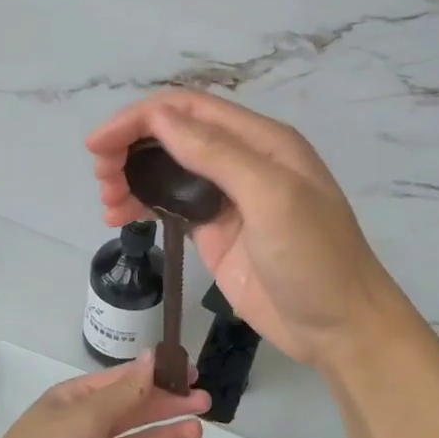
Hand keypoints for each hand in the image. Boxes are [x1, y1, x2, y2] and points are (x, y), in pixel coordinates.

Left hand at [0, 352, 208, 437]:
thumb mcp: (87, 413)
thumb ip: (127, 392)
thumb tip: (153, 358)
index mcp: (81, 399)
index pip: (127, 380)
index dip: (158, 375)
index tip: (189, 371)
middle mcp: (94, 426)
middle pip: (140, 410)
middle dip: (171, 404)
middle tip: (203, 401)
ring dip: (171, 434)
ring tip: (197, 430)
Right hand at [87, 91, 406, 371]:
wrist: (340, 328)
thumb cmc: (314, 258)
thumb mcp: (271, 197)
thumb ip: (216, 154)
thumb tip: (158, 117)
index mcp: (261, 141)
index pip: (189, 109)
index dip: (140, 118)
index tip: (98, 144)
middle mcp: (243, 161)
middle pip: (174, 135)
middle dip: (131, 147)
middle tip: (101, 179)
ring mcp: (228, 199)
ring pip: (168, 169)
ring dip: (132, 176)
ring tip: (108, 203)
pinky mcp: (216, 233)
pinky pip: (171, 205)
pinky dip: (143, 204)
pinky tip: (122, 217)